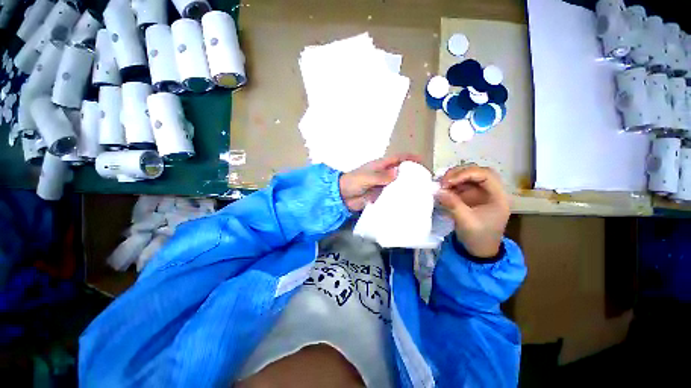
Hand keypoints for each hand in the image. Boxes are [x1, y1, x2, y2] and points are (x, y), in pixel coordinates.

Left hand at [339, 154, 421, 211]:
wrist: (342, 196)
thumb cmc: (353, 182)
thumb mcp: (367, 177)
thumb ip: (381, 176)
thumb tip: (398, 172)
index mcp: (380, 165)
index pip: (398, 158)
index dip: (410, 158)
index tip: (422, 162)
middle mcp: (383, 174)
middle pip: (400, 171)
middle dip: (412, 174)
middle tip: (424, 182)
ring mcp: (382, 185)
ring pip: (397, 184)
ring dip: (406, 187)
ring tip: (419, 194)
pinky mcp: (379, 195)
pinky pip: (391, 195)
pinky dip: (398, 197)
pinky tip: (406, 202)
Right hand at [435, 166, 509, 258]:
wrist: (479, 250)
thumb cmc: (479, 237)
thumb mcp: (466, 222)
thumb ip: (452, 204)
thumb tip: (437, 191)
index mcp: (498, 196)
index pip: (486, 175)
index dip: (466, 174)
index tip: (448, 182)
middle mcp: (491, 190)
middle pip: (477, 172)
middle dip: (458, 173)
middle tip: (443, 181)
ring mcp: (480, 192)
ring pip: (467, 176)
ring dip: (453, 177)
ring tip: (440, 184)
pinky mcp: (470, 195)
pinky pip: (460, 184)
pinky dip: (450, 184)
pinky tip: (442, 189)